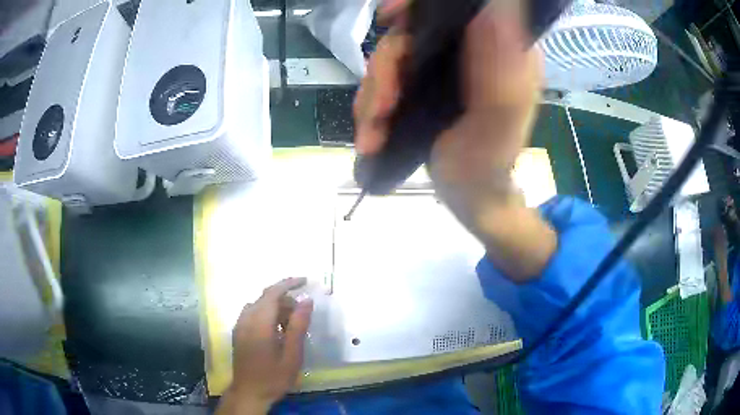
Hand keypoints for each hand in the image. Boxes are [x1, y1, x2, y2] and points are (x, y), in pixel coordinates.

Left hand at [217, 278, 313, 414]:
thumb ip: (298, 326)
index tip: (306, 281)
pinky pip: (253, 314)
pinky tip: (276, 331)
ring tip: (291, 325)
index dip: (289, 283)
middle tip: (302, 315)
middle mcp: (246, 319)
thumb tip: (306, 301)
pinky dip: (267, 315)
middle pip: (266, 298)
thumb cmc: (273, 376)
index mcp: (259, 323)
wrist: (249, 392)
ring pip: (259, 305)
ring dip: (276, 308)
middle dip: (285, 300)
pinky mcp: (238, 332)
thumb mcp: (292, 354)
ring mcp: (239, 325)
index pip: (273, 293)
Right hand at [354, 1, 556, 280]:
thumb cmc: (489, 166)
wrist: (470, 197)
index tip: (388, 18)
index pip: (455, 9)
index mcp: (497, 49)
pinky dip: (371, 109)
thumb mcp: (498, 124)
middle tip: (379, 113)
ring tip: (371, 136)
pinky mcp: (421, 86)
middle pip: (409, 35)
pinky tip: (371, 135)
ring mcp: (442, 68)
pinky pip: (384, 84)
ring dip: (373, 99)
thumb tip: (490, 12)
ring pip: (390, 62)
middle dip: (385, 73)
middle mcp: (469, 50)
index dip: (417, 6)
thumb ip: (498, 73)